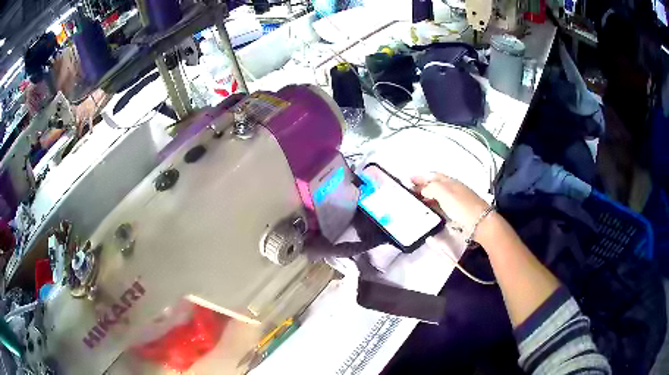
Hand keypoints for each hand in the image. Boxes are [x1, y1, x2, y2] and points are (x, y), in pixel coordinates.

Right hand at [411, 173, 489, 229]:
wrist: (480, 222)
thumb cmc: (461, 205)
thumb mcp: (443, 192)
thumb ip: (431, 188)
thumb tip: (423, 190)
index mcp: (449, 181)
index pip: (432, 175)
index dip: (420, 177)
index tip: (408, 180)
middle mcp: (452, 188)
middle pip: (435, 185)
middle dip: (422, 187)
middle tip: (409, 193)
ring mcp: (456, 200)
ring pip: (438, 195)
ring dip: (426, 196)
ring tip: (416, 202)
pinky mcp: (458, 211)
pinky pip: (441, 205)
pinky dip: (433, 205)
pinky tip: (429, 210)